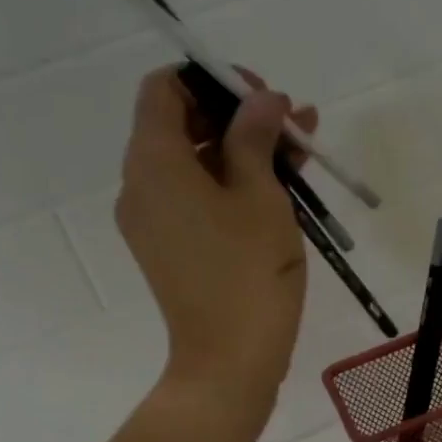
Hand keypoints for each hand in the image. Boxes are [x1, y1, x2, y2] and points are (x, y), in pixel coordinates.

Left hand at [116, 67, 317, 408]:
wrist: (228, 362)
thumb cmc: (247, 272)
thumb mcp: (260, 195)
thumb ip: (255, 136)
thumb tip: (262, 99)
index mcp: (153, 162)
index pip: (164, 89)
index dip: (211, 79)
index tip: (259, 95)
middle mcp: (141, 185)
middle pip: (180, 125)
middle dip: (237, 115)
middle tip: (291, 121)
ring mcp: (152, 222)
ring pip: (194, 165)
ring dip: (242, 151)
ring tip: (301, 150)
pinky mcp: (169, 250)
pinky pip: (195, 200)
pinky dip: (230, 185)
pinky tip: (280, 185)